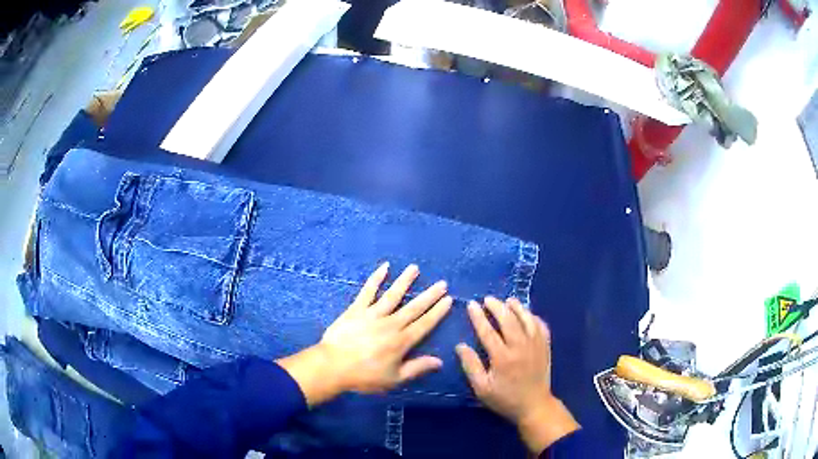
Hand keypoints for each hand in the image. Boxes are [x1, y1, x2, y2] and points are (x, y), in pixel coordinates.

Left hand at [277, 263, 452, 405]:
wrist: (332, 366)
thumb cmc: (364, 376)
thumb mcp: (394, 379)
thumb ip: (417, 368)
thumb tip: (439, 361)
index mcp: (401, 341)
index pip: (424, 324)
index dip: (437, 312)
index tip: (448, 300)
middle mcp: (391, 324)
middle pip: (414, 307)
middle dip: (429, 295)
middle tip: (442, 283)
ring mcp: (373, 314)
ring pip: (393, 294)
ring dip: (405, 281)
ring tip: (415, 268)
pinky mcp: (356, 309)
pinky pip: (368, 291)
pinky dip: (376, 278)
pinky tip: (384, 267)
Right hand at [456, 297, 578, 453]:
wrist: (534, 405)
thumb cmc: (505, 399)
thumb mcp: (482, 388)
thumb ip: (471, 366)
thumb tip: (460, 346)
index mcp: (503, 357)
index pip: (488, 331)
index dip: (478, 317)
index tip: (471, 305)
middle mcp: (520, 347)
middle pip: (508, 320)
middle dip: (497, 306)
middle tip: (487, 299)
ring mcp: (536, 345)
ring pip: (527, 319)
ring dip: (517, 307)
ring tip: (508, 300)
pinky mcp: (545, 346)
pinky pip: (541, 326)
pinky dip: (533, 317)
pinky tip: (527, 314)